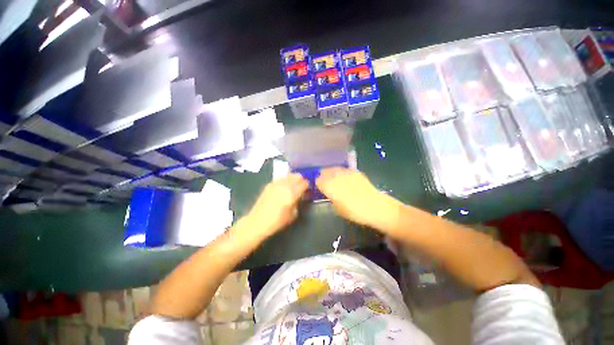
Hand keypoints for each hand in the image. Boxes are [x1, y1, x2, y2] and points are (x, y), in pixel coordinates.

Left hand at [243, 174, 308, 238]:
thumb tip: (300, 195)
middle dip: (302, 180)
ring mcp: (276, 183)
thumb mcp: (293, 214)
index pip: (304, 183)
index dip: (308, 185)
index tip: (308, 189)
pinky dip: (285, 180)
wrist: (257, 222)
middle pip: (297, 176)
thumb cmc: (277, 221)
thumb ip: (298, 202)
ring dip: (294, 179)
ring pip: (289, 175)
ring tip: (293, 186)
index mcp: (292, 193)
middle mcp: (285, 185)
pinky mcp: (269, 184)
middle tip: (302, 186)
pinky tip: (284, 187)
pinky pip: (281, 178)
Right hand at [316, 168, 398, 229]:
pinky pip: (343, 169)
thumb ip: (330, 197)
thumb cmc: (354, 211)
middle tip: (324, 182)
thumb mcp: (337, 208)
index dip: (317, 183)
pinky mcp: (354, 171)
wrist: (374, 206)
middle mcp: (335, 176)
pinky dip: (340, 172)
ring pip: (333, 168)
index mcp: (329, 186)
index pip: (317, 180)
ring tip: (333, 178)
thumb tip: (328, 193)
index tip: (318, 187)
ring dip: (330, 172)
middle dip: (322, 176)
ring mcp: (346, 172)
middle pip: (324, 171)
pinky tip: (343, 177)